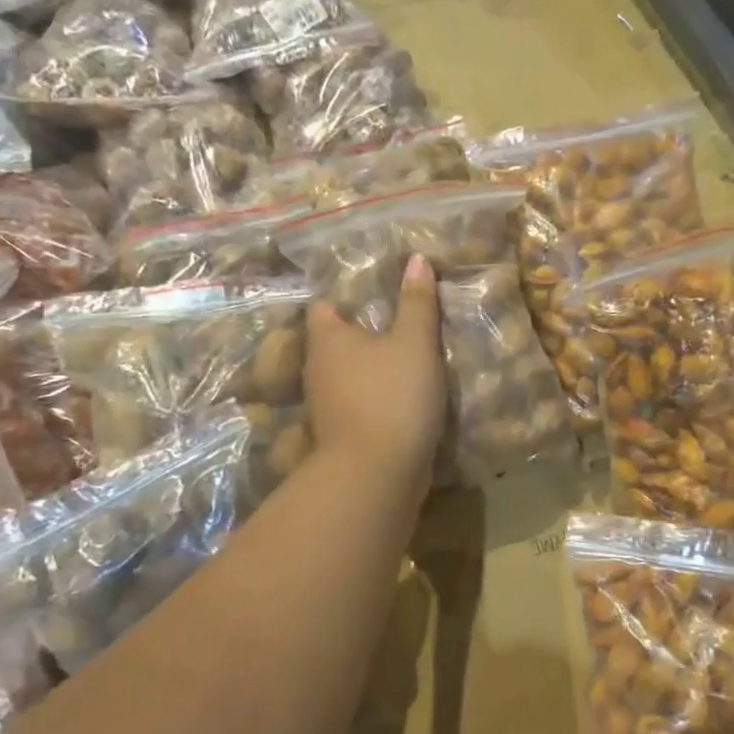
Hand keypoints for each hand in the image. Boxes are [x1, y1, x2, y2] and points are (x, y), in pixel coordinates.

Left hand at [304, 252, 447, 482]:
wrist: (377, 474)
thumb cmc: (392, 396)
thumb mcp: (415, 343)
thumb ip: (417, 302)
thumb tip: (417, 259)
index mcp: (327, 339)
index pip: (324, 306)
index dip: (344, 297)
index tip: (375, 293)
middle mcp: (316, 369)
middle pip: (333, 343)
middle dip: (360, 334)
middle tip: (396, 324)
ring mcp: (324, 406)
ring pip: (344, 376)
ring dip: (367, 369)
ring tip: (403, 360)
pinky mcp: (339, 435)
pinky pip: (356, 404)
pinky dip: (373, 399)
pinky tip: (400, 399)